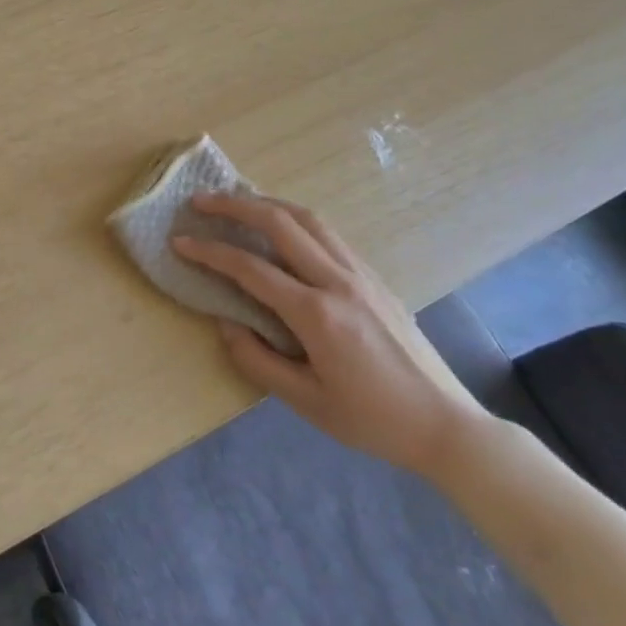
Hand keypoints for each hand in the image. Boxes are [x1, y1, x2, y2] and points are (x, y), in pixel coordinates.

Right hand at [172, 192, 485, 476]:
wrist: (445, 424)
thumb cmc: (372, 420)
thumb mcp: (306, 402)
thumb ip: (258, 360)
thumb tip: (226, 324)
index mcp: (317, 314)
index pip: (250, 268)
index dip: (209, 251)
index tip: (180, 240)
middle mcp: (338, 281)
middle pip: (280, 223)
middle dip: (235, 205)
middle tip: (201, 201)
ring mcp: (361, 274)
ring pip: (309, 219)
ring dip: (268, 203)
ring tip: (238, 202)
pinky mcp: (375, 278)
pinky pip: (329, 235)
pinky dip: (296, 220)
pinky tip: (284, 229)